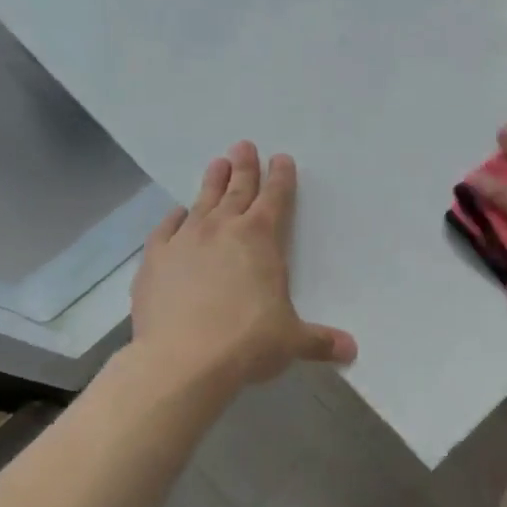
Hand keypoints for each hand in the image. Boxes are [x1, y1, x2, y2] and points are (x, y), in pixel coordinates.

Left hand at [129, 143, 355, 385]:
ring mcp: (184, 242)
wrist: (182, 360)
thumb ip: (321, 341)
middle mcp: (222, 230)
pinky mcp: (154, 260)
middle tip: (244, 146)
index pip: (275, 199)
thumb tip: (352, 351)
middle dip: (244, 168)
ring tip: (217, 163)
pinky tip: (177, 214)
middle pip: (237, 190)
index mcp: (261, 240)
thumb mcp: (292, 341)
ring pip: (201, 202)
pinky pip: (165, 229)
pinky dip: (174, 218)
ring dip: (212, 182)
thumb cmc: (248, 343)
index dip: (280, 178)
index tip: (281, 159)